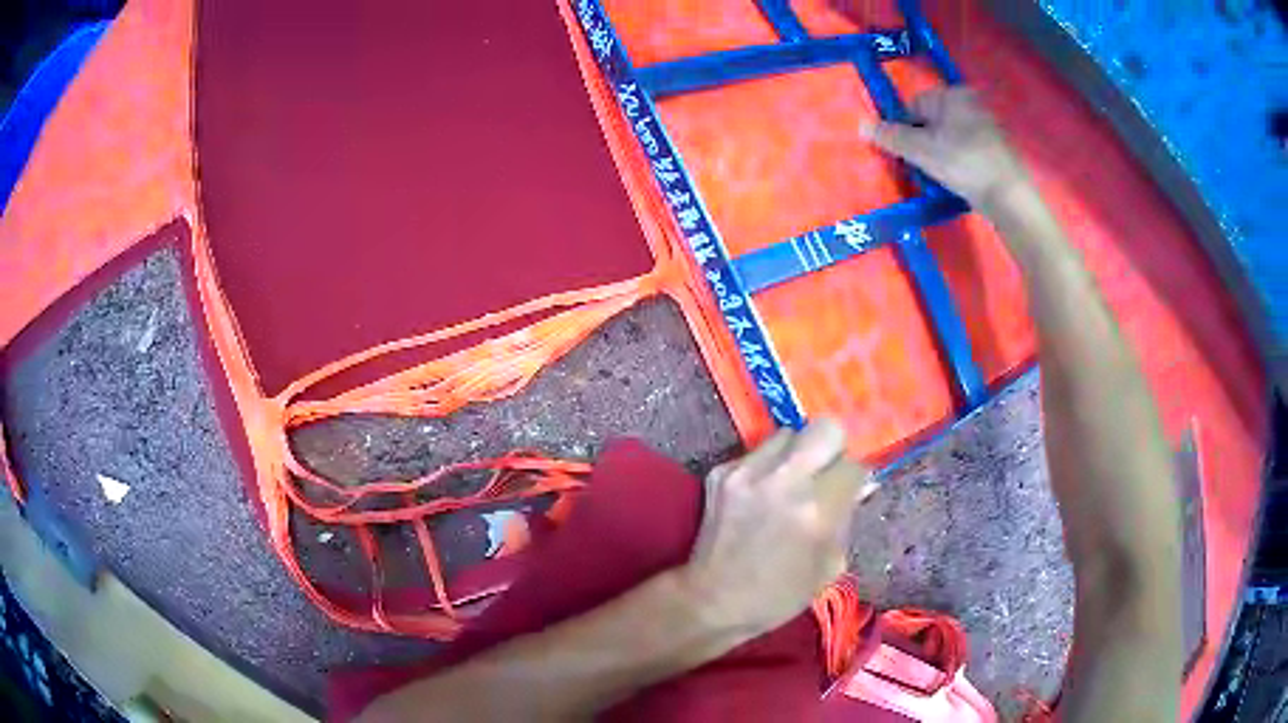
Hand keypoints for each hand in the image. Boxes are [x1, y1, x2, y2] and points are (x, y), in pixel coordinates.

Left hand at [677, 420, 874, 638]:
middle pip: (825, 428)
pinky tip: (762, 495)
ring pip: (789, 434)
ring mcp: (747, 472)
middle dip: (833, 449)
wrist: (712, 600)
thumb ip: (847, 519)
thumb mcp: (830, 567)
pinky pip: (757, 452)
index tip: (850, 491)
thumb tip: (860, 485)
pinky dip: (767, 467)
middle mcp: (783, 481)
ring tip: (792, 482)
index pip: (854, 465)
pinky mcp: (721, 473)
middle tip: (826, 475)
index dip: (855, 479)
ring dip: (798, 454)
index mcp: (816, 511)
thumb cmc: (779, 595)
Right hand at [859, 87, 1028, 210]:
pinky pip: (967, 150)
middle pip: (933, 121)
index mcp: (953, 94)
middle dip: (922, 142)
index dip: (904, 129)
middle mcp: (972, 102)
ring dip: (939, 154)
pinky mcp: (998, 148)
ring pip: (950, 136)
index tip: (905, 154)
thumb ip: (891, 136)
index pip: (914, 106)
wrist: (1009, 196)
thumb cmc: (963, 164)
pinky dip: (959, 162)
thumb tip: (861, 124)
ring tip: (940, 177)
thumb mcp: (921, 150)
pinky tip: (959, 180)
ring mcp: (988, 125)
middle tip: (921, 167)